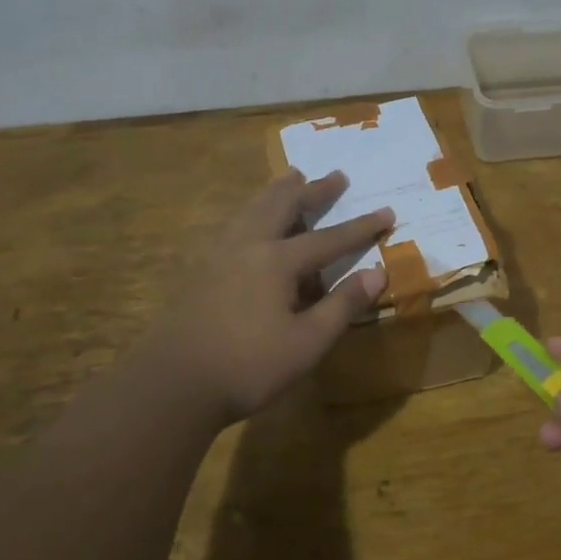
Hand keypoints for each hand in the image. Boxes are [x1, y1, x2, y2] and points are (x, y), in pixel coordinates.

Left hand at [147, 169, 392, 426]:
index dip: (362, 227)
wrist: (172, 384)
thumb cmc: (248, 366)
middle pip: (284, 207)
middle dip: (313, 191)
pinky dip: (253, 211)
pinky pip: (235, 225)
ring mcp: (219, 256)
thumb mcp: (307, 342)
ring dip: (277, 192)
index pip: (330, 238)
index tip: (388, 211)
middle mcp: (248, 246)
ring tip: (290, 176)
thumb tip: (378, 272)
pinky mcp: (201, 271)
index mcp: (277, 261)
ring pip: (253, 209)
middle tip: (335, 175)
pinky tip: (250, 220)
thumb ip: (342, 305)